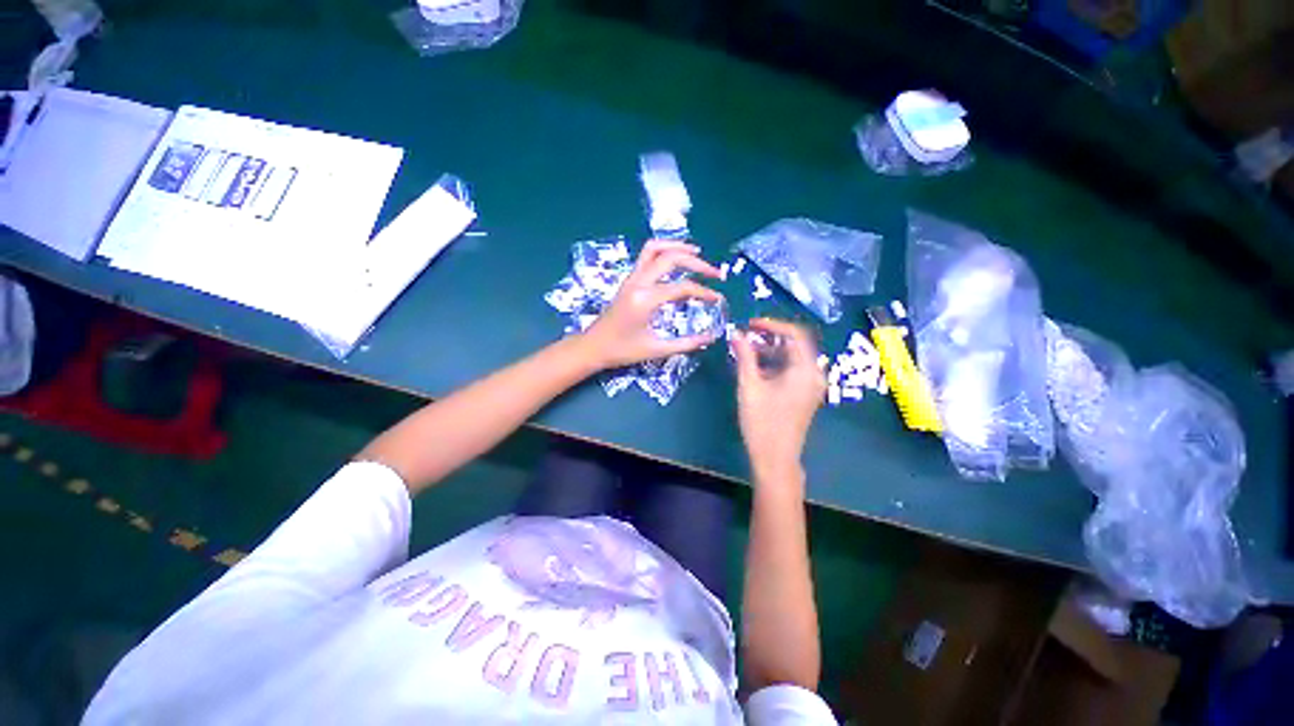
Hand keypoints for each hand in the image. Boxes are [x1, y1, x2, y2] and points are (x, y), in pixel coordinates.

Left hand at [580, 239, 723, 370]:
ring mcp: (631, 278)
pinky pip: (646, 255)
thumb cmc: (621, 351)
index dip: (704, 292)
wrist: (592, 347)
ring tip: (698, 253)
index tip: (718, 299)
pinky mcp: (628, 280)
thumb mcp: (656, 350)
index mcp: (645, 300)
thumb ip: (686, 343)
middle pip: (671, 259)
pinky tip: (676, 260)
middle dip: (697, 263)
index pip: (682, 287)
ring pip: (654, 248)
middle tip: (716, 273)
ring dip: (678, 247)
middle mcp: (638, 282)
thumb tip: (711, 338)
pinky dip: (664, 251)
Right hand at [731, 319, 825, 482]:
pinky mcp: (805, 394)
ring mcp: (811, 385)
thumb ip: (744, 355)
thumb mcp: (749, 385)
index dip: (772, 324)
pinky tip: (755, 367)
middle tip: (746, 335)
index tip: (749, 324)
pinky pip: (792, 369)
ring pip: (793, 357)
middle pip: (795, 344)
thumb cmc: (762, 421)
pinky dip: (775, 363)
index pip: (794, 334)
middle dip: (770, 337)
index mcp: (805, 369)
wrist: (775, 458)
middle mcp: (814, 374)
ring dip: (770, 350)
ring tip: (745, 350)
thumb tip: (736, 333)